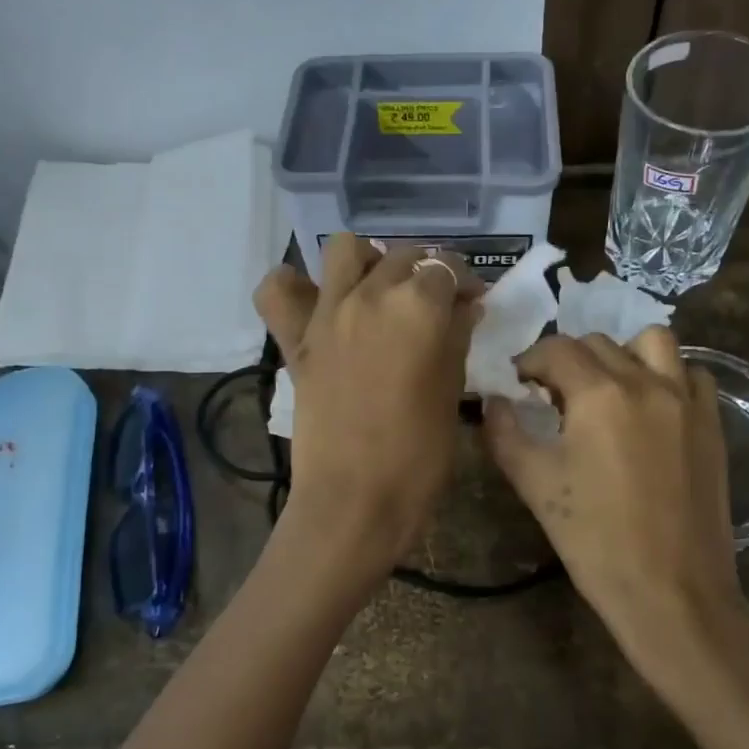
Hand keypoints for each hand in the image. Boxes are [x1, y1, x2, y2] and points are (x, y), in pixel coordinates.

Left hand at [253, 235, 481, 564]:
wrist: (355, 499)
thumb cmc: (419, 454)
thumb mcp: (451, 390)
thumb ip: (457, 337)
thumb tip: (464, 308)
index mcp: (418, 306)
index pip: (447, 269)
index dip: (464, 283)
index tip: (471, 304)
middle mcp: (371, 294)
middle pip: (403, 257)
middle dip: (424, 274)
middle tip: (434, 307)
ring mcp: (327, 312)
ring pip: (345, 249)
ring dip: (367, 262)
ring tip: (379, 292)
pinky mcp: (296, 339)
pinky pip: (278, 290)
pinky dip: (294, 285)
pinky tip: (316, 302)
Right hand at [481, 327, 748, 727]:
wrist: (672, 592)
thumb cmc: (595, 539)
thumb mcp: (534, 485)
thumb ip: (504, 433)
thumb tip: (493, 402)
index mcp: (599, 394)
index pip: (556, 349)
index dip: (529, 361)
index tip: (518, 383)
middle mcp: (647, 382)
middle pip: (599, 343)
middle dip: (568, 359)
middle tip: (553, 395)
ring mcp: (687, 401)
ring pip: (653, 343)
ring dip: (622, 354)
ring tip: (607, 390)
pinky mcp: (712, 424)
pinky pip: (691, 375)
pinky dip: (667, 376)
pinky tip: (651, 408)